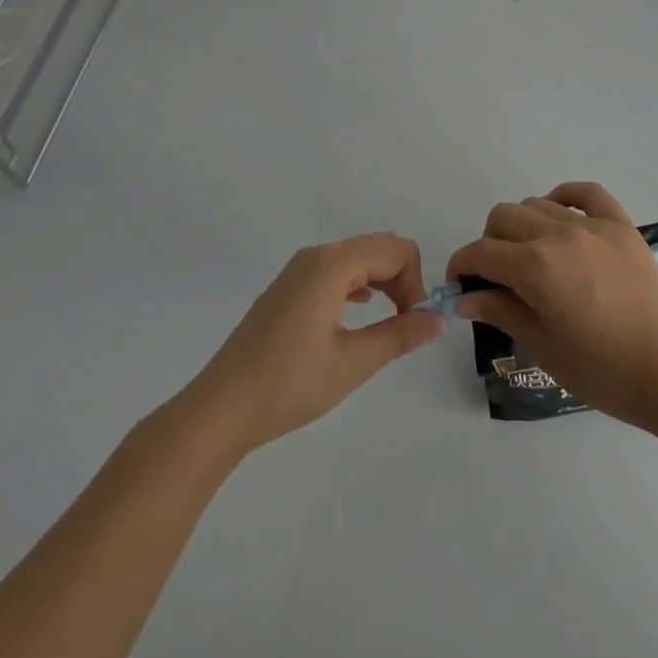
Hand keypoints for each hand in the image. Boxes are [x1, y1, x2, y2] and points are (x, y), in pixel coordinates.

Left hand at [177, 234, 444, 455]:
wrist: (219, 410)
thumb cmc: (289, 383)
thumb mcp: (353, 363)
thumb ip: (400, 335)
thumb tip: (438, 319)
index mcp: (334, 264)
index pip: (396, 250)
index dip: (416, 281)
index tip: (415, 321)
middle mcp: (316, 256)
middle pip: (378, 247)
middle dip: (402, 278)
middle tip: (406, 323)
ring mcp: (298, 270)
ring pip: (357, 257)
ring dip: (382, 281)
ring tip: (387, 321)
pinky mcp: (287, 288)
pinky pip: (336, 270)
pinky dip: (358, 284)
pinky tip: (357, 313)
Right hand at [443, 183, 657, 429]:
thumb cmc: (602, 370)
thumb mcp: (543, 347)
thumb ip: (501, 312)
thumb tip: (465, 297)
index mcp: (534, 267)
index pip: (481, 252)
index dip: (462, 266)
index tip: (460, 285)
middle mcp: (559, 234)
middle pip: (504, 217)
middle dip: (489, 243)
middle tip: (497, 277)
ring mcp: (593, 224)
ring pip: (539, 204)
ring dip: (523, 225)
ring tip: (531, 257)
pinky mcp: (621, 224)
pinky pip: (586, 192)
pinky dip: (566, 197)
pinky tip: (561, 217)